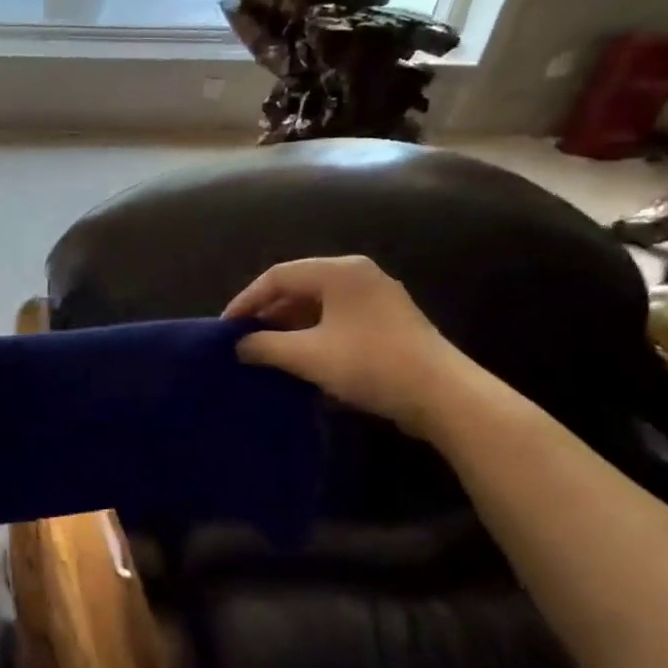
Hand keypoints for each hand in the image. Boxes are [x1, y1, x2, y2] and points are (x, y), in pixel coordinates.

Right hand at [224, 256, 469, 437]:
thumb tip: (239, 345)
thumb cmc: (369, 364)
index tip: (225, 327)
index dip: (247, 300)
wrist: (442, 395)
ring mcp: (377, 298)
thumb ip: (266, 345)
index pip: (278, 275)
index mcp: (339, 271)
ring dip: (290, 325)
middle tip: (244, 339)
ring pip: (319, 304)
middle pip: (299, 286)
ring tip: (266, 350)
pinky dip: (313, 333)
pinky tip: (301, 358)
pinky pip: (337, 319)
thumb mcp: (308, 355)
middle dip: (268, 312)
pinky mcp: (388, 322)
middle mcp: (359, 275)